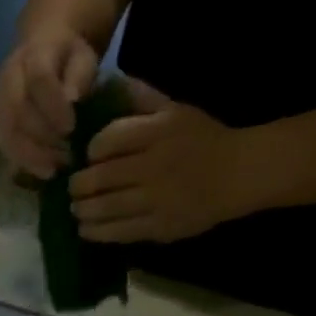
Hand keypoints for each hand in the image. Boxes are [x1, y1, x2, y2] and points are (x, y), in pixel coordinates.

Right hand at [0, 27, 101, 178]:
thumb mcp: (83, 57)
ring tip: (55, 168)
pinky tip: (44, 170)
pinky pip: (4, 145)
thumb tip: (72, 100)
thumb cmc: (68, 58)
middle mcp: (7, 78)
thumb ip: (80, 76)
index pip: (38, 80)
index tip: (71, 128)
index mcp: (33, 54)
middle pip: (17, 112)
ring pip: (6, 133)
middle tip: (66, 156)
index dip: (53, 106)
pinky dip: (24, 162)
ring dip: (31, 156)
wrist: (41, 51)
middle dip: (42, 138)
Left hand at [70, 79, 249, 241]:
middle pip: (99, 178)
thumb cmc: (203, 138)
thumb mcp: (176, 110)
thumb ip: (141, 98)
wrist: (241, 173)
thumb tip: (108, 84)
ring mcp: (156, 199)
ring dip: (82, 210)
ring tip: (76, 209)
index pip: (107, 141)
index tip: (88, 157)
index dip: (91, 151)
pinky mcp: (159, 226)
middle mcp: (155, 166)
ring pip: (104, 208)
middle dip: (79, 185)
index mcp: (159, 132)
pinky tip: (86, 228)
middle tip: (74, 188)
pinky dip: (95, 231)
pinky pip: (117, 231)